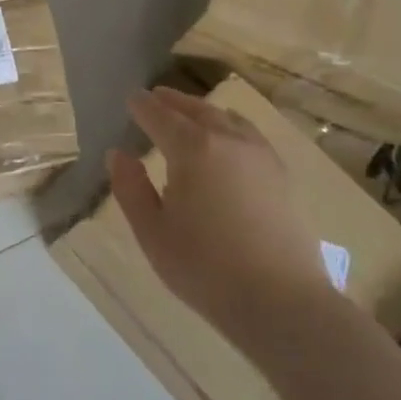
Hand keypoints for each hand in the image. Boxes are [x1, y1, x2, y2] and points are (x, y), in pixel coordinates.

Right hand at [106, 87, 331, 342]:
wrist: (282, 302)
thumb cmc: (205, 269)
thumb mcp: (152, 232)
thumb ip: (130, 188)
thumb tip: (118, 154)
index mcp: (192, 148)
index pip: (159, 115)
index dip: (141, 106)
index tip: (130, 99)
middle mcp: (228, 139)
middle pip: (196, 109)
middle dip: (172, 101)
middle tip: (155, 97)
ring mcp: (260, 154)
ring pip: (226, 118)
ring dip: (202, 111)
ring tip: (188, 114)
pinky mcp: (281, 173)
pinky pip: (248, 134)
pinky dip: (229, 125)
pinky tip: (227, 139)